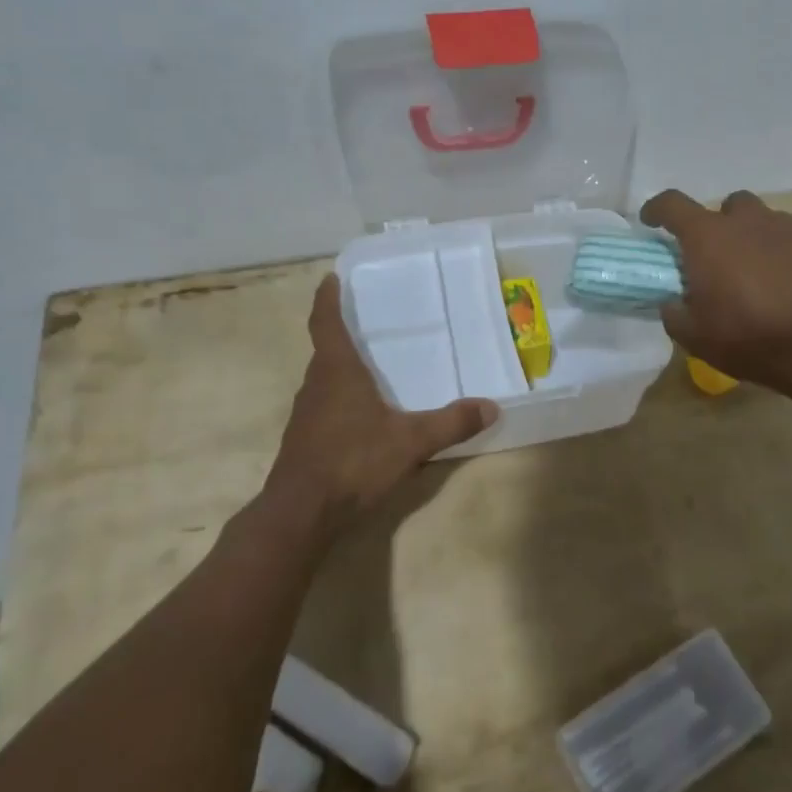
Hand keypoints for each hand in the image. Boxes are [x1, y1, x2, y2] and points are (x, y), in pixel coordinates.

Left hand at [263, 275, 497, 539]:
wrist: (301, 513)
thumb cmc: (352, 462)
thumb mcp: (410, 442)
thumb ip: (450, 423)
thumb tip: (491, 406)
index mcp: (336, 371)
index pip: (325, 323)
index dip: (327, 299)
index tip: (330, 278)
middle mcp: (315, 385)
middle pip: (325, 351)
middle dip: (342, 335)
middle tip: (368, 324)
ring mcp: (305, 415)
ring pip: (324, 381)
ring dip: (341, 370)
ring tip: (369, 368)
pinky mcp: (303, 440)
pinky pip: (323, 406)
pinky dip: (340, 400)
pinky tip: (361, 417)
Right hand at [640, 188, 791, 399]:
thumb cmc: (748, 336)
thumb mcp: (694, 336)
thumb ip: (674, 313)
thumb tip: (671, 302)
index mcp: (707, 236)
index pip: (672, 204)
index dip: (656, 209)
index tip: (650, 222)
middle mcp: (745, 221)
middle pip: (724, 206)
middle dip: (715, 225)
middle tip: (712, 257)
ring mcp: (784, 228)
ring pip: (759, 218)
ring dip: (749, 235)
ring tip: (749, 269)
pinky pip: (787, 237)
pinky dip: (777, 250)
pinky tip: (779, 280)